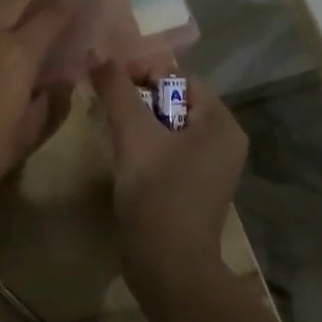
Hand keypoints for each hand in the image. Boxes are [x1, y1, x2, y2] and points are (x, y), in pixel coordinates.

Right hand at [89, 61, 246, 287]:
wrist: (168, 267)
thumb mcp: (133, 135)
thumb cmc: (157, 194)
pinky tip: (121, 155)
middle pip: (173, 101)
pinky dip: (144, 145)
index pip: (179, 78)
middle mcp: (223, 141)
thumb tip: (98, 54)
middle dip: (137, 98)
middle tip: (104, 106)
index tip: (108, 84)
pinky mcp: (193, 187)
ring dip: (137, 122)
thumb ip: (116, 90)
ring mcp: (210, 167)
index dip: (142, 73)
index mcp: (220, 124)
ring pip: (167, 127)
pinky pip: (168, 150)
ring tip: (109, 129)